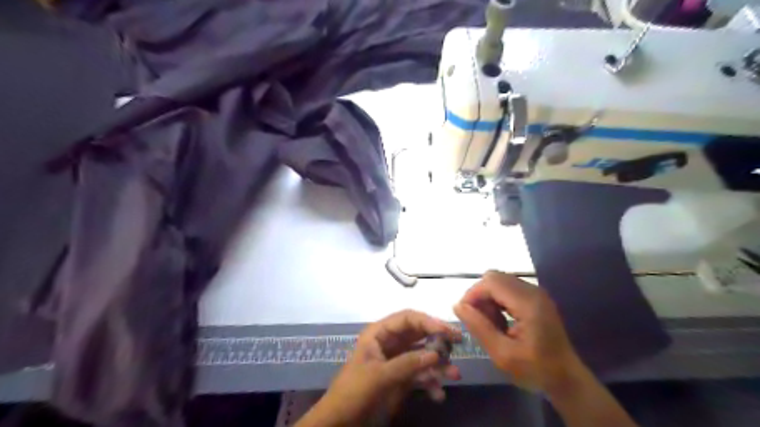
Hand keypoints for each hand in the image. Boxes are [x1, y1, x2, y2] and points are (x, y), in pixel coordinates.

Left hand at [296, 310, 462, 426]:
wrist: (340, 421)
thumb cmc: (353, 392)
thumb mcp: (379, 376)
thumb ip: (407, 363)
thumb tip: (437, 353)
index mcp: (379, 334)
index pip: (407, 318)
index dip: (428, 321)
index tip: (447, 331)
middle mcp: (390, 342)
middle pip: (418, 334)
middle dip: (437, 340)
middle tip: (458, 344)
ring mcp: (396, 360)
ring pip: (422, 355)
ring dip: (438, 364)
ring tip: (454, 375)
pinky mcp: (400, 377)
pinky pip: (419, 374)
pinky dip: (430, 382)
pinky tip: (438, 394)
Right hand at [454, 270, 582, 393]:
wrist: (567, 379)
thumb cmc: (536, 370)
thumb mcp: (502, 354)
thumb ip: (479, 328)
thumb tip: (457, 306)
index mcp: (528, 303)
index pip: (491, 282)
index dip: (472, 294)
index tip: (464, 315)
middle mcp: (533, 291)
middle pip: (494, 278)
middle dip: (479, 296)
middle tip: (478, 321)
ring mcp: (536, 293)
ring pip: (499, 282)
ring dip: (488, 299)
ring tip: (490, 325)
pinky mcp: (535, 298)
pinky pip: (508, 289)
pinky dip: (497, 301)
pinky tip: (501, 322)